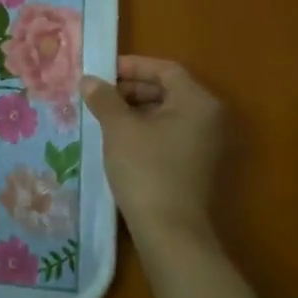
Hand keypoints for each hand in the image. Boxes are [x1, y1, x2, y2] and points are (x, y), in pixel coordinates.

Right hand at [81, 55, 224, 244]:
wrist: (169, 230)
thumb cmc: (146, 169)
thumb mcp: (119, 128)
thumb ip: (104, 98)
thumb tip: (89, 80)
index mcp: (197, 101)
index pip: (165, 69)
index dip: (132, 66)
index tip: (101, 72)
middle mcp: (208, 118)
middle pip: (168, 90)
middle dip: (131, 89)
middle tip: (98, 95)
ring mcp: (205, 143)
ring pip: (166, 113)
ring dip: (135, 110)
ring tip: (103, 117)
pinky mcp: (195, 165)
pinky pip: (168, 134)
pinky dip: (144, 130)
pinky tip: (118, 140)